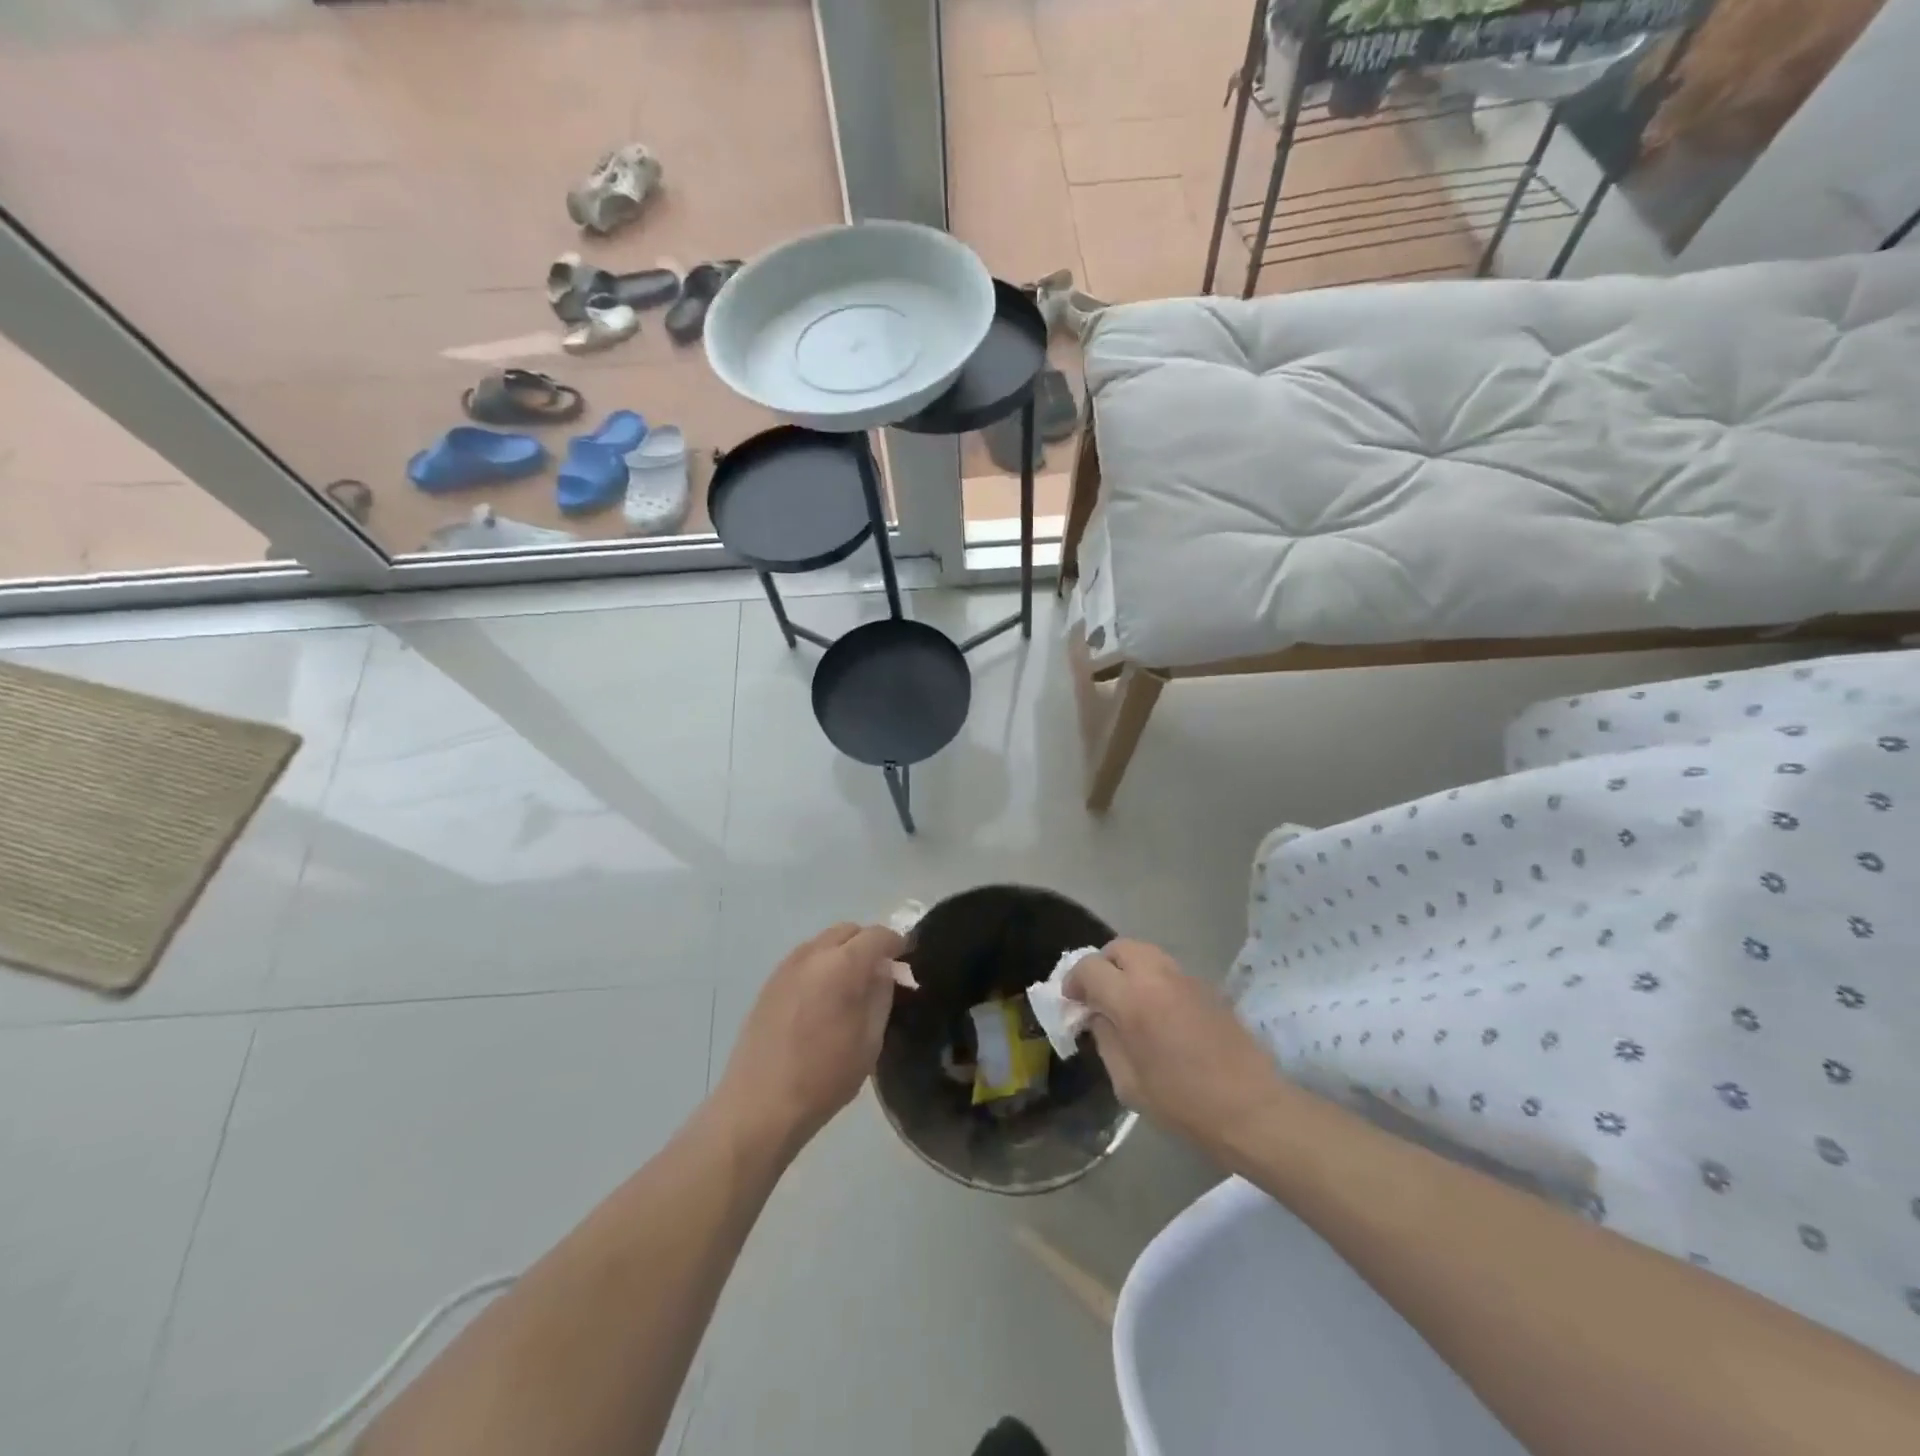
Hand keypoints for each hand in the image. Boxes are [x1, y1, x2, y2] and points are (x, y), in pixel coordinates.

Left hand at [713, 923, 905, 1156]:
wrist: (759, 1105)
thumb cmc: (824, 1077)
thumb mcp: (869, 1042)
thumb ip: (881, 996)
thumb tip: (884, 971)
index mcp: (842, 966)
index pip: (877, 936)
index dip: (897, 943)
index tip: (906, 959)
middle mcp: (812, 955)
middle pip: (848, 931)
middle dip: (868, 943)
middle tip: (880, 972)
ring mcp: (786, 967)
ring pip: (824, 941)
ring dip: (843, 952)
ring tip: (851, 985)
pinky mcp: (769, 983)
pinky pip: (804, 959)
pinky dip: (821, 964)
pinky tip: (823, 997)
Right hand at [1067, 939, 1282, 1152]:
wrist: (1252, 1109)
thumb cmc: (1183, 1104)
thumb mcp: (1128, 1083)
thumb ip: (1106, 1040)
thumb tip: (1097, 1016)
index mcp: (1132, 999)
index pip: (1090, 967)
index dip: (1074, 981)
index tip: (1074, 1002)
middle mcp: (1157, 976)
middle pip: (1119, 947)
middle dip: (1103, 965)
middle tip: (1099, 995)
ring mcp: (1186, 978)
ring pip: (1147, 953)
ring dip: (1129, 968)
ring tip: (1127, 1001)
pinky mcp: (1208, 987)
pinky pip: (1169, 970)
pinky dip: (1154, 979)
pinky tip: (1158, 1012)